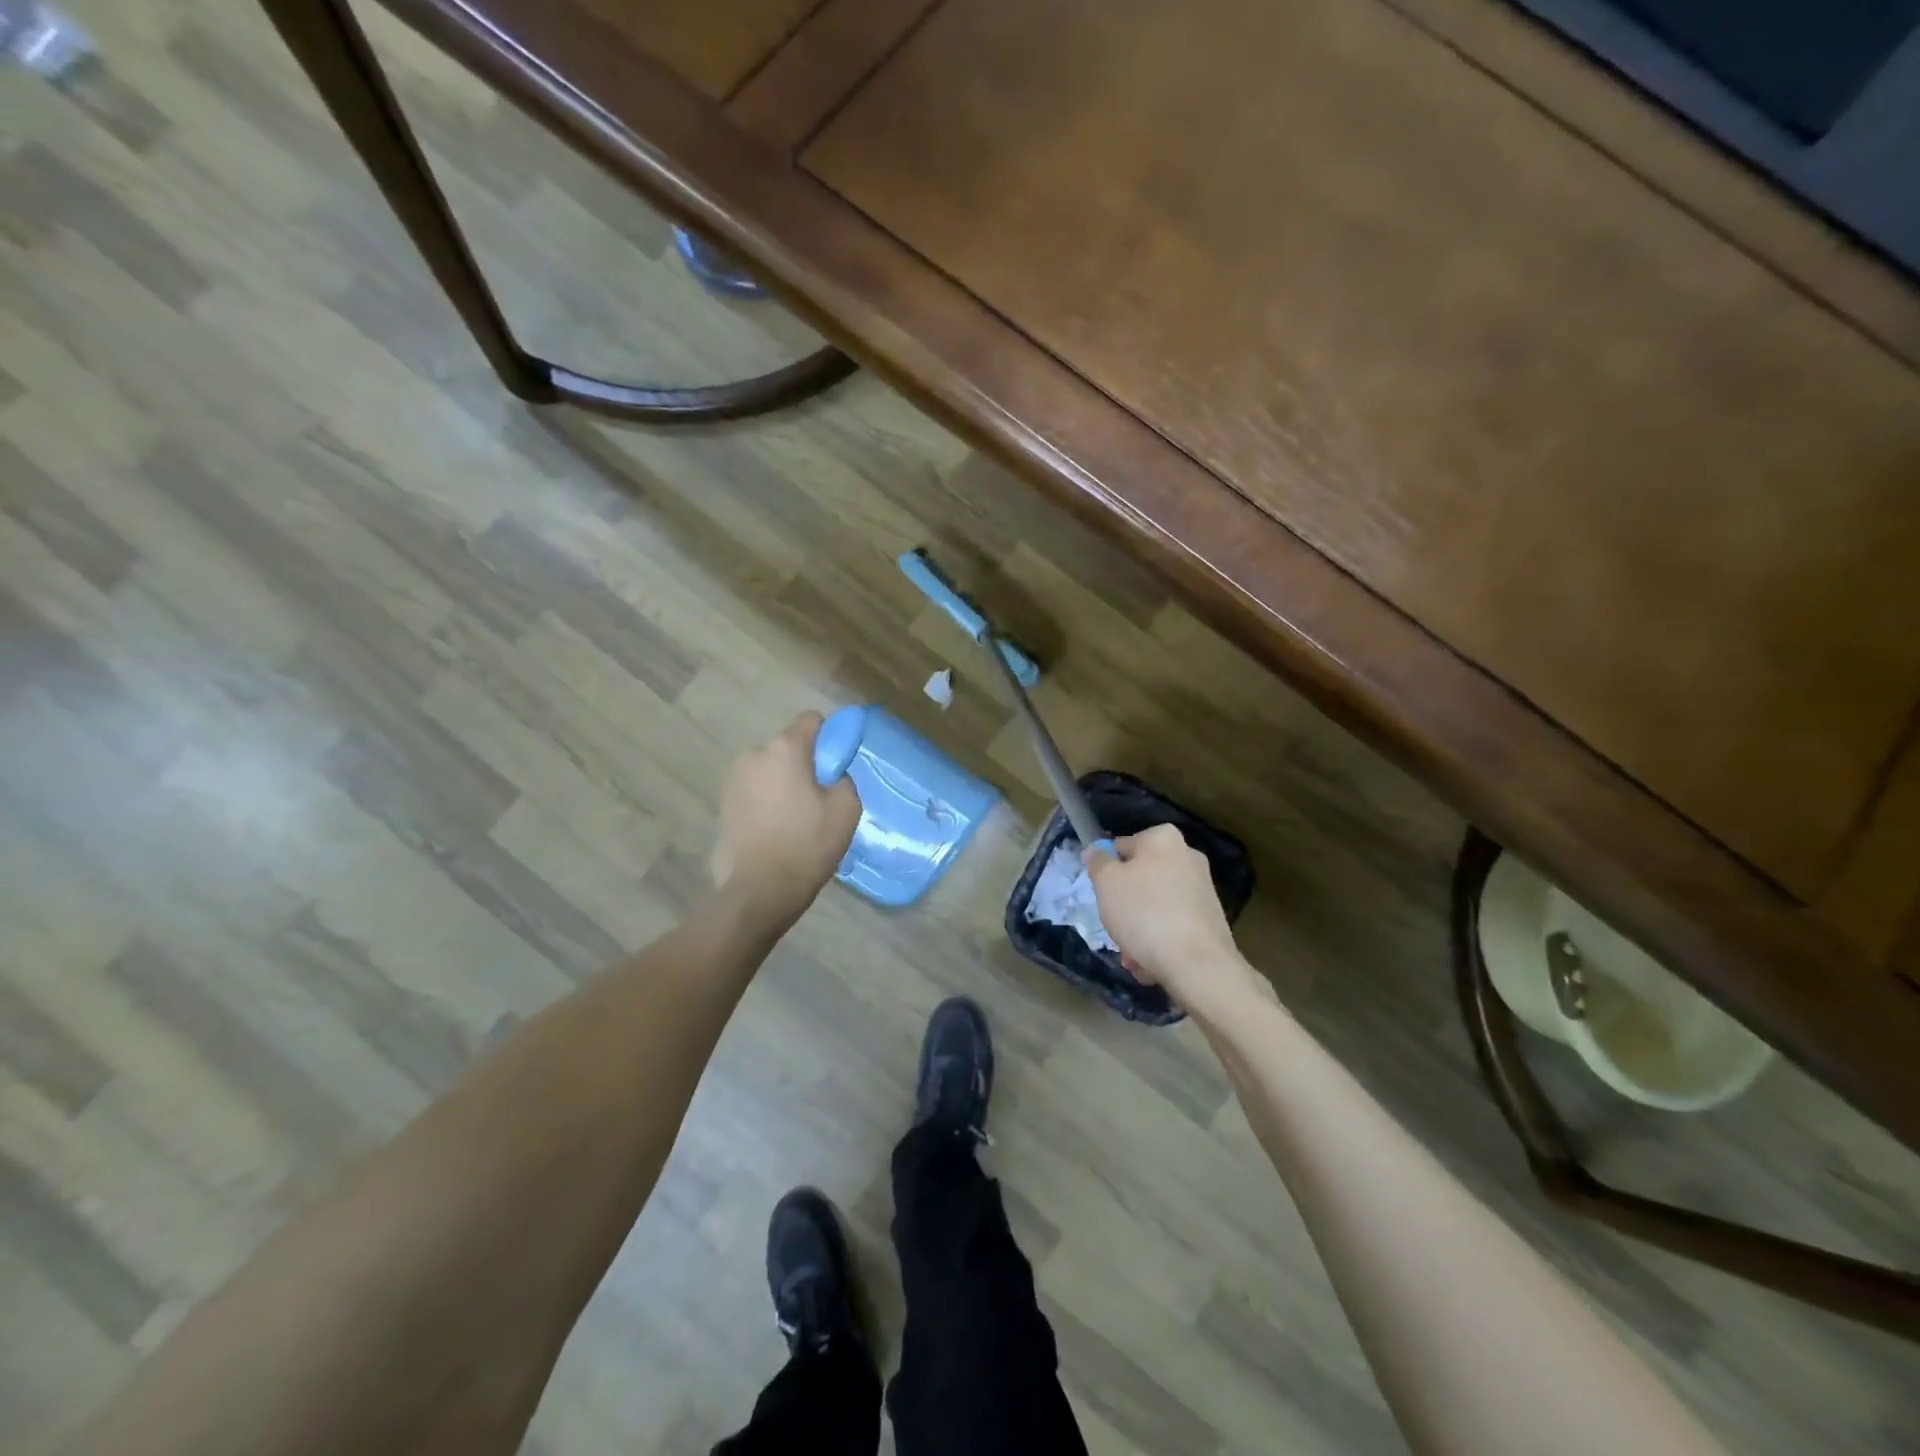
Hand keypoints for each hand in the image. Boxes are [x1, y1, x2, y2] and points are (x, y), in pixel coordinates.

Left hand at [710, 712, 861, 923]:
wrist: (758, 890)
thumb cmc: (806, 845)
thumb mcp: (846, 810)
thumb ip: (844, 779)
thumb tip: (834, 775)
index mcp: (785, 749)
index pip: (811, 720)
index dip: (829, 736)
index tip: (838, 763)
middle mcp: (754, 754)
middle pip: (788, 747)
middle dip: (804, 763)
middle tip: (819, 796)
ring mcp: (733, 779)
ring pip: (769, 769)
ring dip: (783, 782)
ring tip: (795, 817)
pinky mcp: (723, 803)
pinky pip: (754, 790)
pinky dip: (766, 800)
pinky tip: (776, 828)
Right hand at [1085, 825, 1258, 1014]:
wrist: (1197, 964)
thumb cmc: (1144, 913)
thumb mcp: (1106, 882)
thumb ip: (1098, 862)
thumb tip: (1097, 851)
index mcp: (1163, 838)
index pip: (1122, 846)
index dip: (1106, 870)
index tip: (1101, 894)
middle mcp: (1187, 857)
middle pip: (1140, 879)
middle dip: (1124, 906)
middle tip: (1115, 927)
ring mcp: (1202, 890)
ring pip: (1155, 906)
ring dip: (1138, 929)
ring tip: (1132, 955)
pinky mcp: (1210, 920)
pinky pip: (1173, 926)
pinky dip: (1159, 941)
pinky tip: (1150, 963)